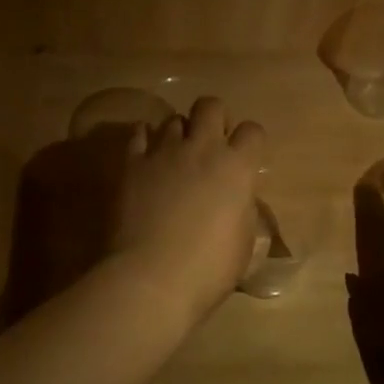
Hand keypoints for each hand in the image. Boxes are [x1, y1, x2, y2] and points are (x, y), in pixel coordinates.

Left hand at [111, 96, 265, 321]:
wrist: (152, 278)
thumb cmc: (208, 269)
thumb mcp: (243, 243)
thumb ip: (242, 210)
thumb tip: (237, 200)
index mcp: (236, 168)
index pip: (253, 131)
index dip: (250, 142)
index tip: (246, 159)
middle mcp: (201, 149)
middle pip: (210, 105)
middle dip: (213, 118)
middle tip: (210, 144)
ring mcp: (163, 152)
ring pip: (172, 119)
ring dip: (178, 133)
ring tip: (175, 156)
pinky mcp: (130, 164)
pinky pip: (138, 134)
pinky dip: (145, 141)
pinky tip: (146, 158)